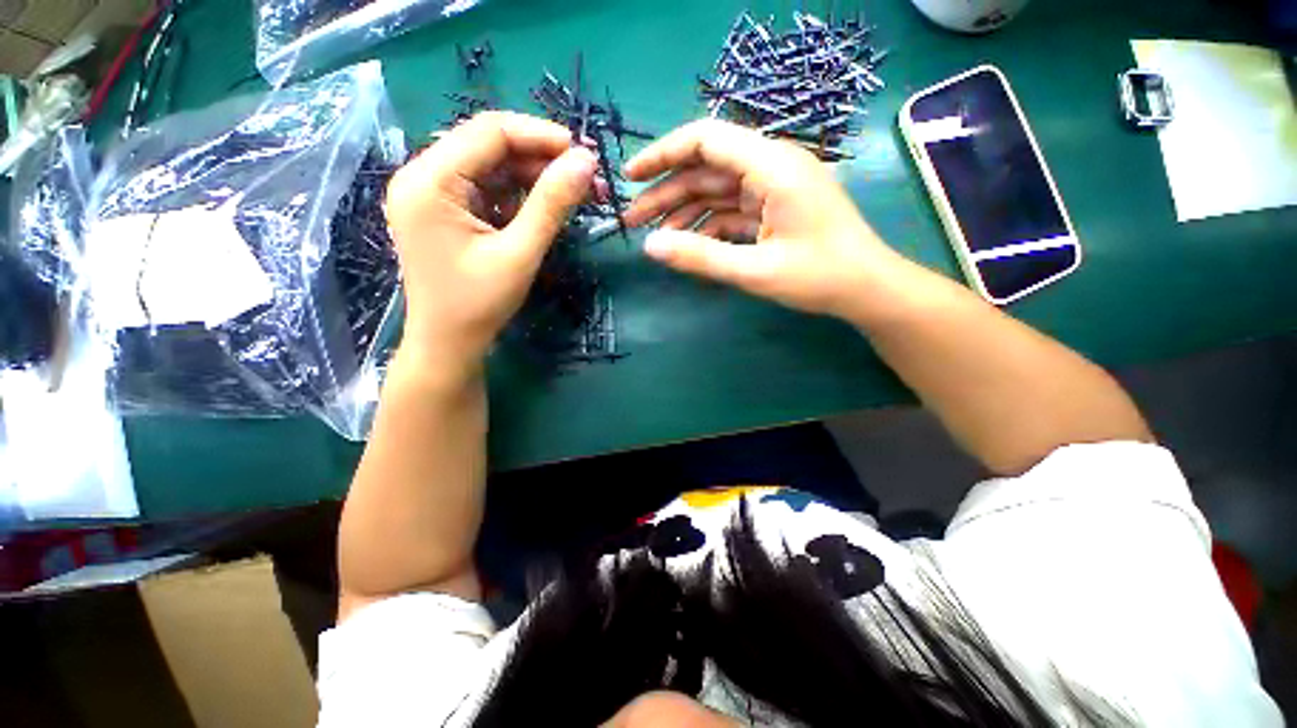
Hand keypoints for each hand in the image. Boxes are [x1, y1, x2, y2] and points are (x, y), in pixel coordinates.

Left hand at [384, 111, 597, 369]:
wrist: (448, 344)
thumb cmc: (479, 304)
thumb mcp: (520, 253)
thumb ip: (551, 204)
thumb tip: (585, 161)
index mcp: (429, 180)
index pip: (490, 132)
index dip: (541, 136)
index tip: (585, 153)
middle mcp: (423, 176)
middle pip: (489, 146)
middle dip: (541, 158)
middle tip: (586, 177)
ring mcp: (432, 194)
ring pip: (491, 167)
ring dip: (534, 177)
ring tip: (575, 192)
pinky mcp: (446, 212)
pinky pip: (487, 189)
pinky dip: (519, 195)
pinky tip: (547, 206)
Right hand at [623, 119, 907, 320]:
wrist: (866, 289)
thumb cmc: (818, 277)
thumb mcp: (754, 271)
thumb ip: (700, 257)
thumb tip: (650, 246)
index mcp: (772, 167)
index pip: (706, 140)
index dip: (663, 153)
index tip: (631, 176)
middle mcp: (771, 167)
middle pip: (705, 169)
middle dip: (666, 193)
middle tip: (632, 220)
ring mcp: (772, 188)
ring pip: (715, 192)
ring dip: (683, 212)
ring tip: (653, 237)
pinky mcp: (773, 208)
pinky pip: (730, 211)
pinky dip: (707, 226)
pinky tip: (687, 245)